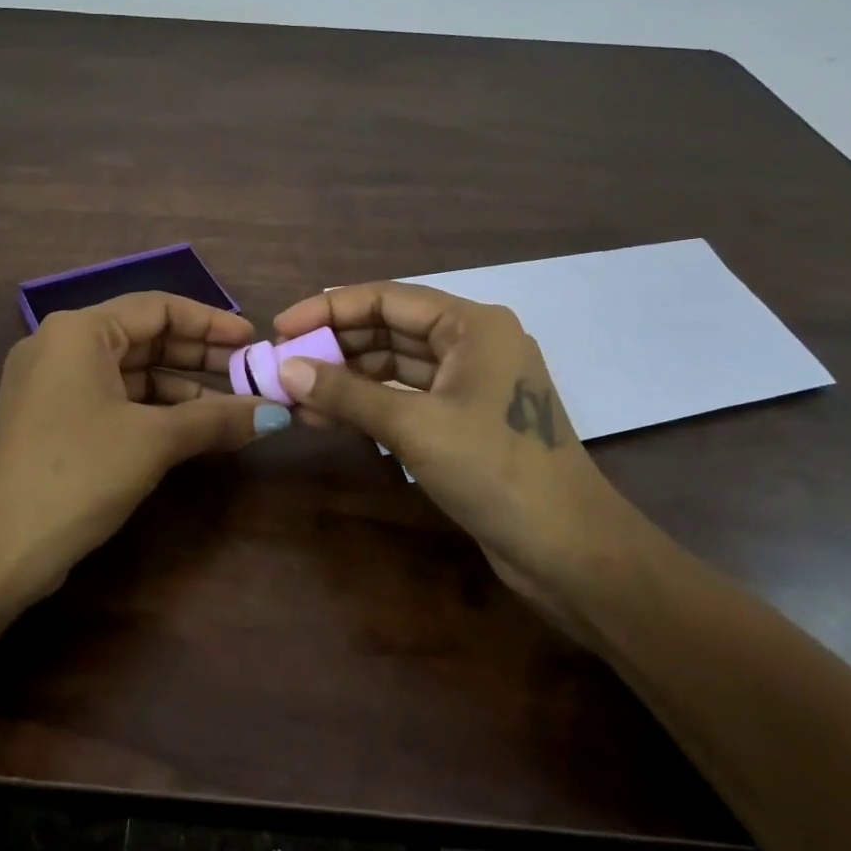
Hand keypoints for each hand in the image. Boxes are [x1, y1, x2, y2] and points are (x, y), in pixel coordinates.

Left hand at [0, 293, 284, 643]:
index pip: (158, 307)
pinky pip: (112, 397)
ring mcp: (51, 383)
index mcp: (78, 331)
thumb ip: (217, 419)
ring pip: (129, 371)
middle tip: (248, 374)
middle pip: (144, 337)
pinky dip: (152, 409)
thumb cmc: (78, 474)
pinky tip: (190, 427)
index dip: (210, 322)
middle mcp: (60, 345)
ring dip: (180, 387)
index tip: (252, 340)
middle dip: (198, 356)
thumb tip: (276, 414)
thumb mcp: (154, 441)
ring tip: (230, 406)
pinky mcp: (51, 417)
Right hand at [270, 282, 651, 629]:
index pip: (387, 299)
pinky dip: (368, 405)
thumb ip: (347, 394)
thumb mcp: (415, 426)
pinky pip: (406, 398)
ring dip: (346, 379)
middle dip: (334, 346)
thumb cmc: (496, 471)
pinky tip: (327, 417)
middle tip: (282, 364)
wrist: (569, 551)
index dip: (329, 309)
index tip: (282, 327)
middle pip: (389, 329)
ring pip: (394, 366)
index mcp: (472, 325)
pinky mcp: (464, 420)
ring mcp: (469, 384)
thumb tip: (286, 369)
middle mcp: (472, 344)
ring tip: (294, 395)